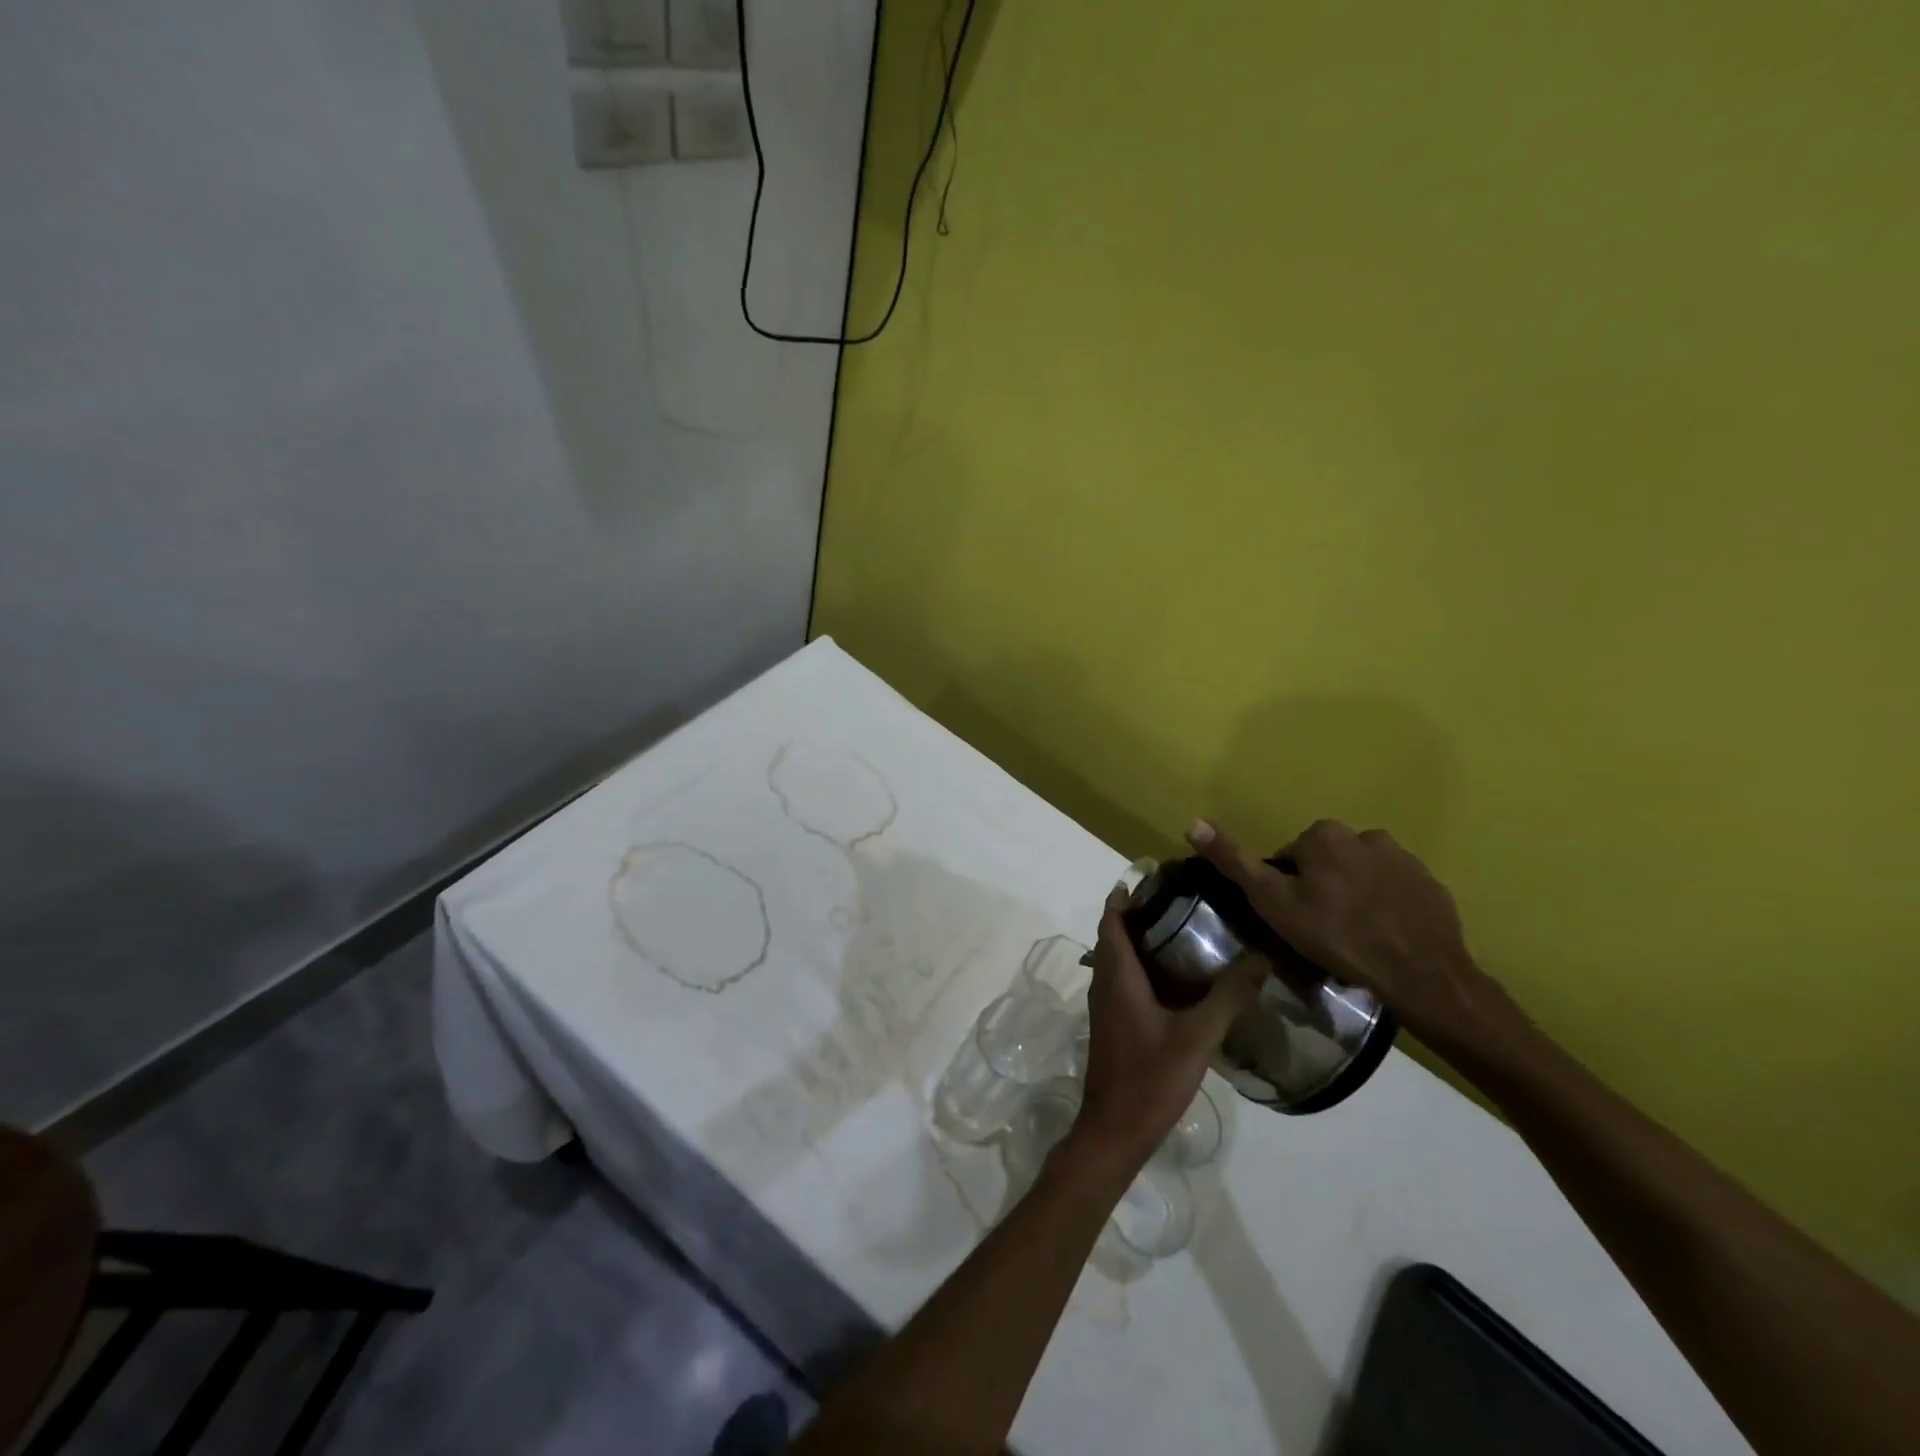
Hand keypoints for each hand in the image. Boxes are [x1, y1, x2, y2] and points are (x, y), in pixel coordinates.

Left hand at [1067, 887, 1264, 1175]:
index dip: (1126, 896)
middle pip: (1114, 936)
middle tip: (1180, 904)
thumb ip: (1228, 996)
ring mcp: (1105, 1006)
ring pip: (1118, 960)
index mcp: (1116, 975)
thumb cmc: (1150, 1078)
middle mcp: (1104, 983)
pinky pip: (1123, 982)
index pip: (1112, 919)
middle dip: (1139, 916)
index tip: (1155, 879)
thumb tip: (1261, 957)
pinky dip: (1142, 969)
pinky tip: (1177, 982)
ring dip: (1140, 943)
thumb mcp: (1197, 1036)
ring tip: (1183, 934)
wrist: (1115, 1130)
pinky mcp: (1112, 1026)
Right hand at [1186, 818, 1524, 1059]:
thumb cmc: (1336, 936)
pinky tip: (1385, 937)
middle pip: (1328, 862)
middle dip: (1323, 888)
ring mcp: (1405, 860)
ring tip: (1355, 937)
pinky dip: (1388, 907)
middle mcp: (1365, 835)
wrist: (1421, 976)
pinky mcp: (1432, 886)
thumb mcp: (1272, 902)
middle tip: (1322, 930)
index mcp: (1324, 835)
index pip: (1291, 857)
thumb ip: (1234, 861)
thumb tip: (1193, 822)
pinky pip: (1397, 891)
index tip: (1294, 919)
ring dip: (1356, 896)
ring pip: (1363, 875)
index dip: (1287, 888)